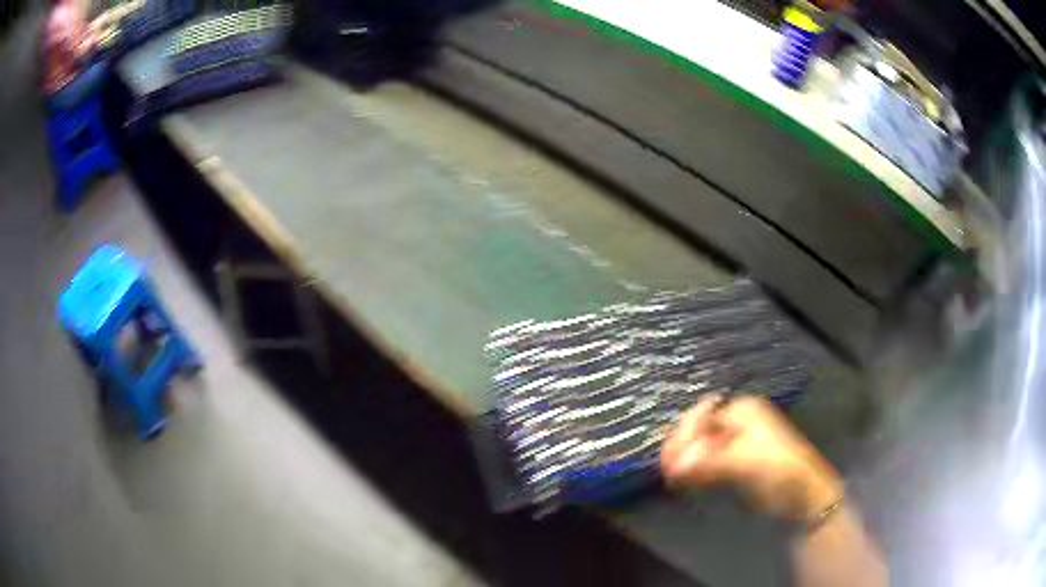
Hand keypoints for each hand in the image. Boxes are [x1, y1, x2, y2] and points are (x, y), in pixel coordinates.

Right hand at [660, 394, 843, 522]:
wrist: (802, 494)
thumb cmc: (778, 468)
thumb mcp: (744, 461)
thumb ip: (708, 462)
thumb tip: (674, 467)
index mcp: (742, 410)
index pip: (702, 414)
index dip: (684, 434)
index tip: (671, 458)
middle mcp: (737, 421)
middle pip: (699, 428)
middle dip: (681, 446)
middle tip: (667, 469)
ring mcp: (735, 442)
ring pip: (700, 446)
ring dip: (685, 459)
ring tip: (672, 477)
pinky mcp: (734, 463)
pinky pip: (706, 461)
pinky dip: (693, 469)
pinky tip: (683, 480)